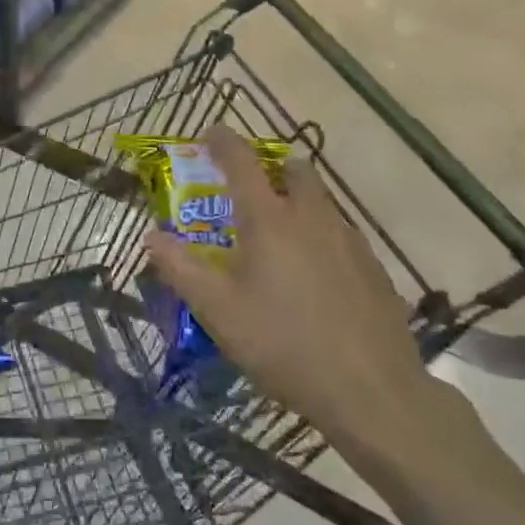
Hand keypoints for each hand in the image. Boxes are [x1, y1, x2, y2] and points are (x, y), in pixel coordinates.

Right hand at [142, 125, 456, 476]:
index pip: (241, 161)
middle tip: (248, 192)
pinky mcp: (373, 268)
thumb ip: (180, 268)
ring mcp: (349, 240)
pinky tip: (312, 277)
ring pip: (320, 201)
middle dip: (270, 168)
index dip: (222, 141)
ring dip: (296, 201)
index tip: (209, 133)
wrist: (372, 391)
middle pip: (293, 170)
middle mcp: (312, 217)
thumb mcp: (218, 311)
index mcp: (269, 219)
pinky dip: (319, 234)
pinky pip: (340, 233)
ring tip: (277, 239)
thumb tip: (151, 237)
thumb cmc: (283, 344)